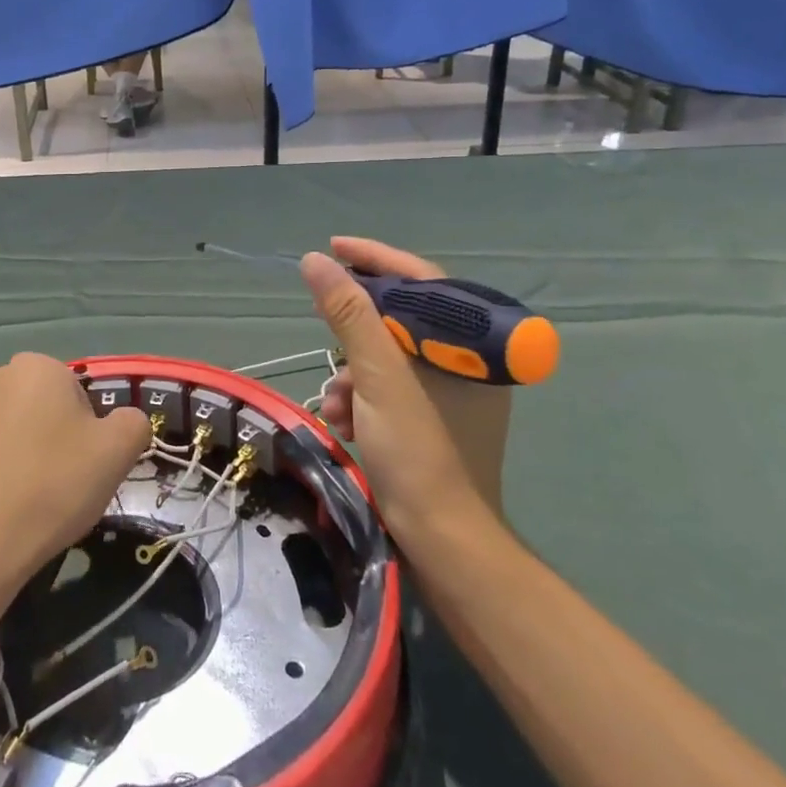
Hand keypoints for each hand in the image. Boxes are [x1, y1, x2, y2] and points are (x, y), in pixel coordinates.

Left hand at [0, 352, 150, 611]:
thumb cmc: (52, 488)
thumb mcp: (118, 453)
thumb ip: (132, 423)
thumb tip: (124, 421)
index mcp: (36, 368)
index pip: (76, 393)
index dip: (86, 432)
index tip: (83, 467)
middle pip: (38, 408)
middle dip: (49, 439)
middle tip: (57, 486)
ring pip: (3, 432)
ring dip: (15, 456)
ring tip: (22, 503)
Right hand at [301, 239, 510, 542]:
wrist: (443, 539)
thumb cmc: (418, 450)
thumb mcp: (377, 376)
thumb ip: (348, 314)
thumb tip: (316, 261)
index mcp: (469, 344)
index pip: (420, 279)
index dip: (374, 258)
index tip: (332, 247)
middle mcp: (465, 361)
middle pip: (400, 318)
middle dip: (353, 330)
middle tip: (319, 321)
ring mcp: (451, 391)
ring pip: (389, 357)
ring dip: (352, 374)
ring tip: (335, 405)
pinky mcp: (434, 417)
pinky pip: (391, 386)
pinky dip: (364, 398)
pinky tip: (346, 422)